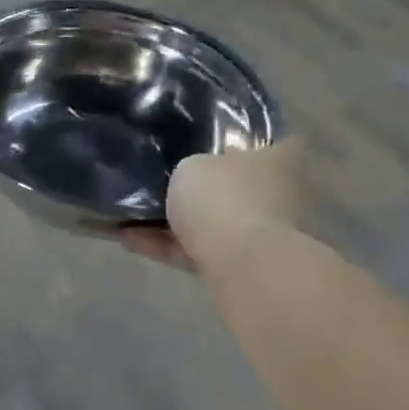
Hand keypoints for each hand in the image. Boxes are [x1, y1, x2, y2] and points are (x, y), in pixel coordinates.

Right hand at [121, 139, 306, 274]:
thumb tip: (193, 173)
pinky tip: (129, 241)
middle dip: (208, 189)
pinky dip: (167, 247)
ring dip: (176, 223)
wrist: (238, 263)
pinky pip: (197, 251)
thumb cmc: (222, 197)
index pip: (279, 143)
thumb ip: (193, 167)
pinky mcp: (239, 267)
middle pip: (239, 187)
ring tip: (129, 217)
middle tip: (165, 182)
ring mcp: (261, 235)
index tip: (223, 142)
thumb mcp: (193, 166)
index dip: (252, 142)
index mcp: (277, 161)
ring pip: (214, 223)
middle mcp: (277, 197)